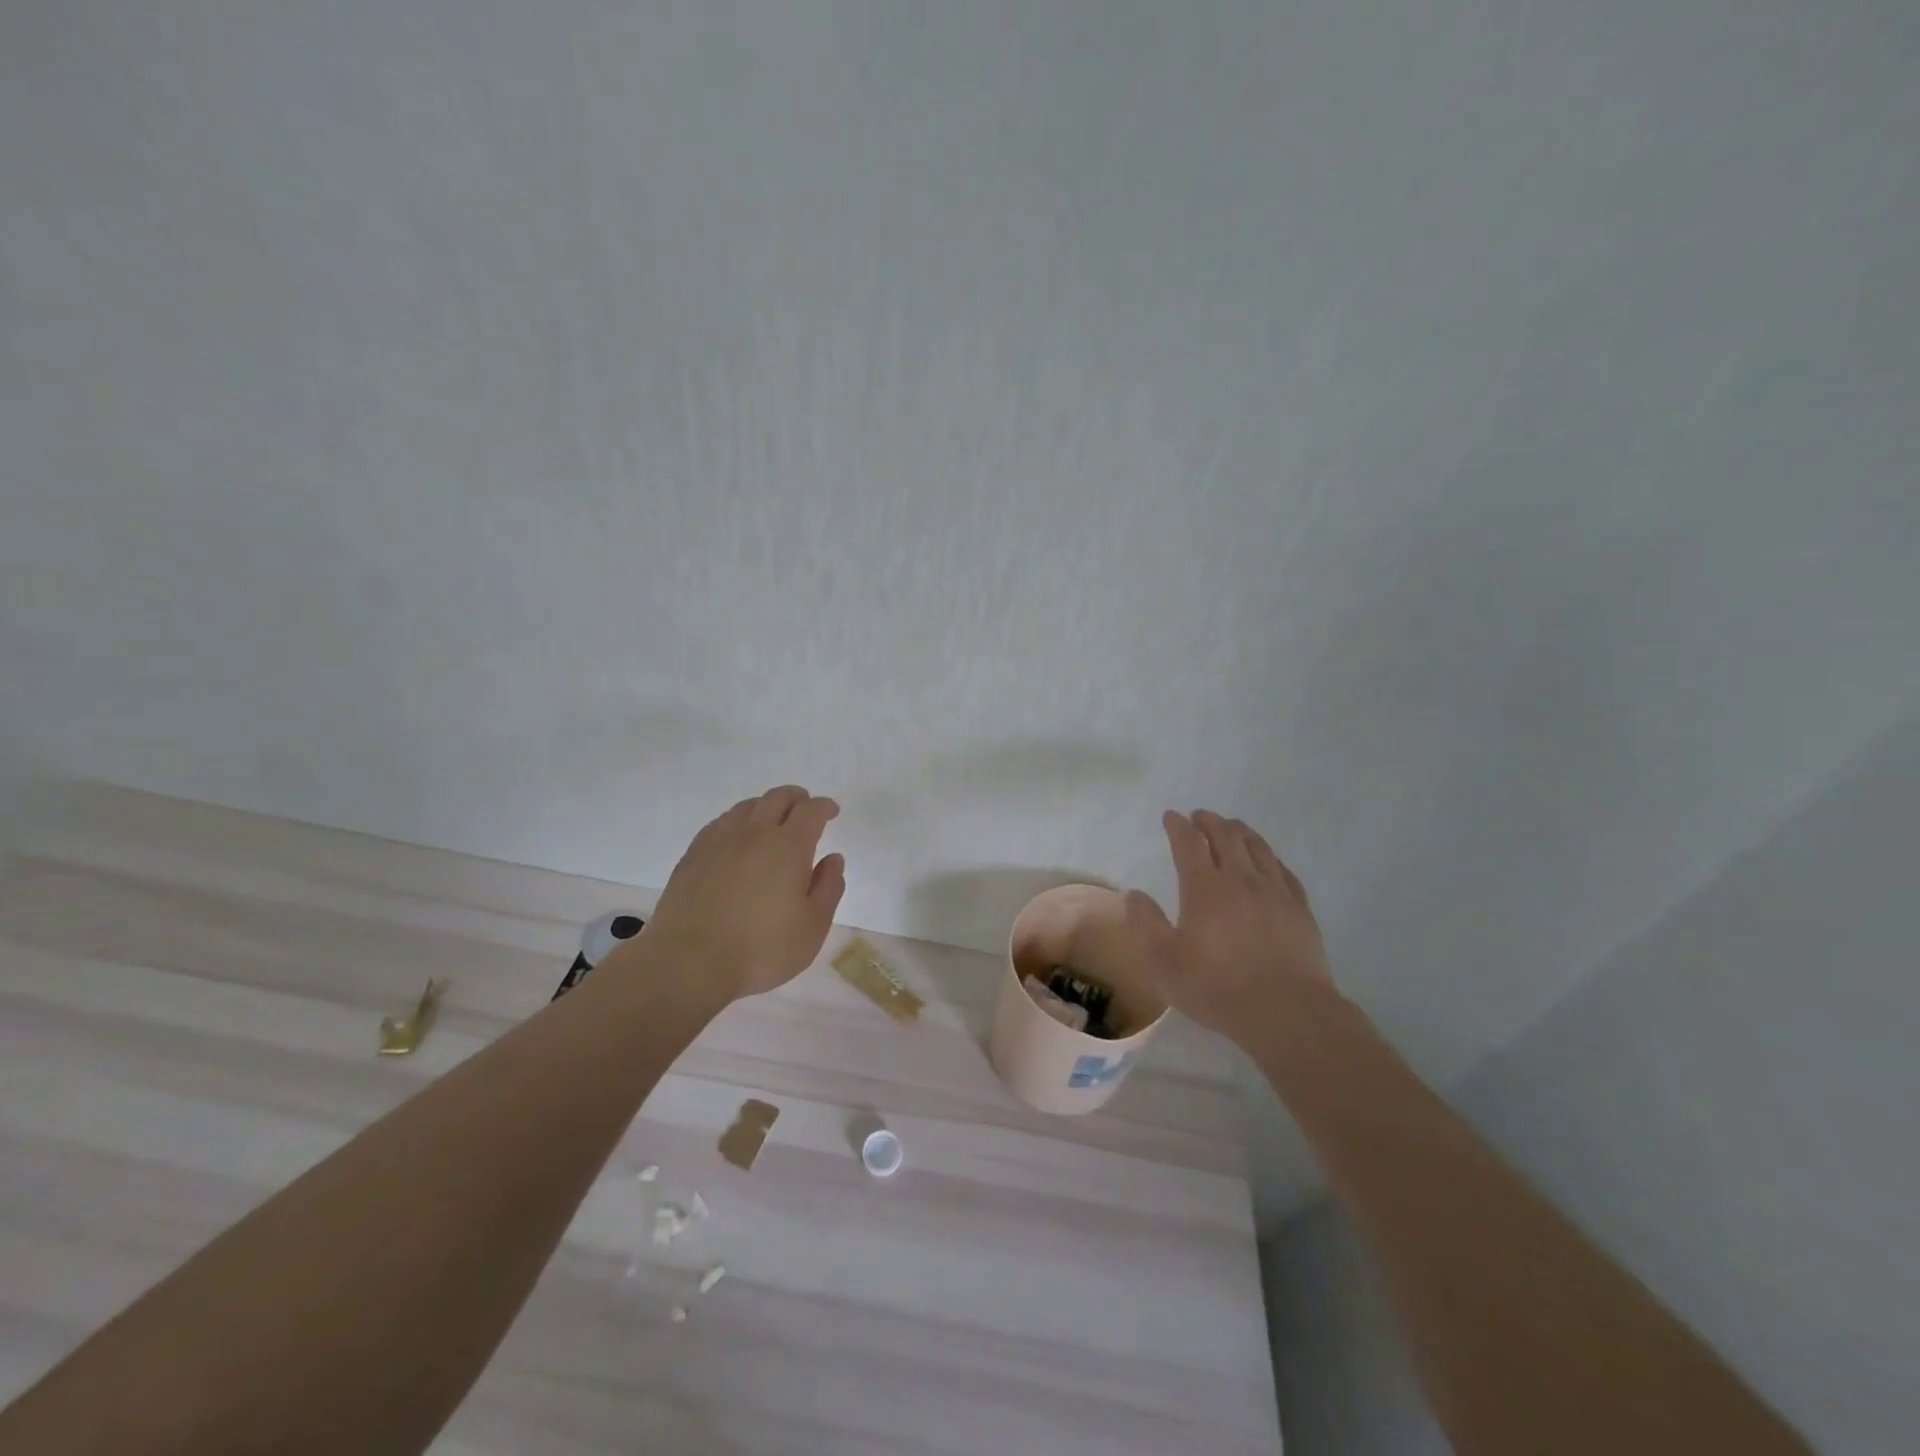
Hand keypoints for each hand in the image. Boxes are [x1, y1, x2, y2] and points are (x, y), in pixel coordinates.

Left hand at [639, 785, 845, 1000]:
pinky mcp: (693, 855)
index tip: (831, 812)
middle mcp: (754, 833)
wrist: (689, 963)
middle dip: (797, 798)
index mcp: (789, 846)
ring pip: (747, 807)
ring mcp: (719, 841)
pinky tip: (737, 840)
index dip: (824, 806)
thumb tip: (832, 859)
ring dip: (766, 807)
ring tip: (772, 822)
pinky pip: (720, 823)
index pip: (810, 811)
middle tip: (805, 810)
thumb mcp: (813, 926)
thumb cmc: (762, 949)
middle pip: (777, 798)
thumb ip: (828, 887)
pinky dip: (738, 822)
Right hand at [1125, 810, 1332, 1042]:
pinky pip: (1285, 872)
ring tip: (1233, 827)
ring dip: (1241, 832)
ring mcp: (1275, 893)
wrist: (1288, 1012)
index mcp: (1204, 888)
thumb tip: (1134, 894)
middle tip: (1200, 816)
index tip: (1171, 816)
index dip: (1178, 826)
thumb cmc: (1217, 987)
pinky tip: (1269, 861)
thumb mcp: (1164, 962)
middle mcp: (1241, 879)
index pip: (1188, 844)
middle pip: (1226, 837)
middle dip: (1210, 822)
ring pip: (1258, 848)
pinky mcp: (1300, 910)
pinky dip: (1271, 858)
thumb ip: (1145, 924)